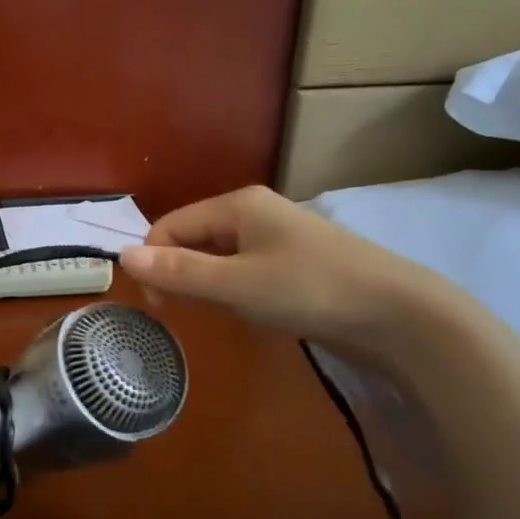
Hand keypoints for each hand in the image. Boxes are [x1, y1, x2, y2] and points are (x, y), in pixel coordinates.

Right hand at [119, 185, 442, 357]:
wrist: (398, 313)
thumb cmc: (309, 289)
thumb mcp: (236, 284)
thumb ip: (178, 272)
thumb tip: (121, 257)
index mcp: (237, 205)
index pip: (170, 226)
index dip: (154, 262)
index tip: (159, 306)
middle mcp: (253, 212)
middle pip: (192, 238)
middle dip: (179, 274)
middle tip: (184, 313)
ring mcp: (276, 236)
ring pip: (217, 256)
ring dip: (206, 284)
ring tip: (220, 313)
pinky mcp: (292, 262)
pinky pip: (243, 269)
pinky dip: (232, 289)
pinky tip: (248, 311)